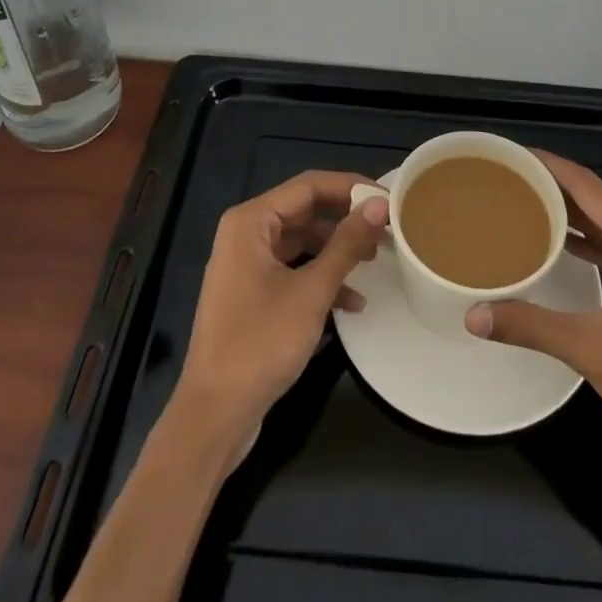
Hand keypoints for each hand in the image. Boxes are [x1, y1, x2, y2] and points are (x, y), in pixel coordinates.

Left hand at [172, 171, 389, 440]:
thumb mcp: (312, 292)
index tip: (388, 198)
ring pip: (302, 242)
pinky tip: (353, 303)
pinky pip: (293, 271)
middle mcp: (246, 234)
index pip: (308, 185)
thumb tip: (379, 206)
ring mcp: (247, 265)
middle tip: (386, 228)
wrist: (214, 416)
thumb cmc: (260, 343)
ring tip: (375, 261)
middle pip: (305, 212)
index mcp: (251, 221)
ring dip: (337, 251)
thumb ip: (347, 244)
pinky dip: (321, 279)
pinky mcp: (252, 295)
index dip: (350, 187)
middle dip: (346, 220)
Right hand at [465, 151, 601, 469]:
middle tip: (512, 180)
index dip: (550, 164)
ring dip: (572, 215)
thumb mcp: (591, 349)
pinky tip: (565, 253)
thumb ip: (531, 325)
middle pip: (597, 200)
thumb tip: (474, 315)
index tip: (514, 154)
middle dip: (556, 187)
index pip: (587, 184)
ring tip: (528, 208)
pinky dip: (589, 245)